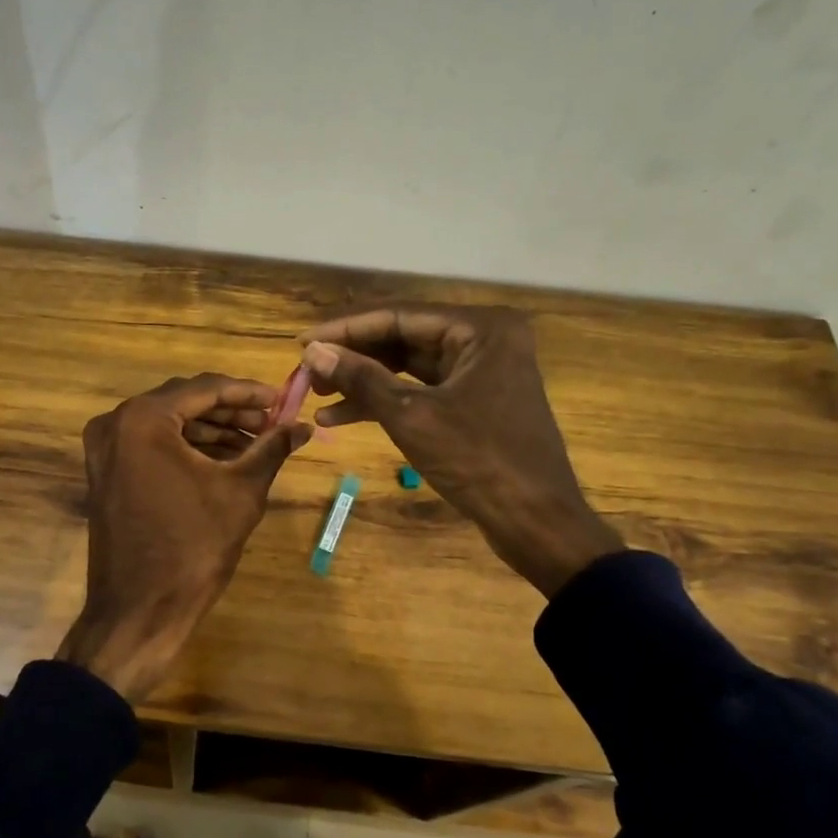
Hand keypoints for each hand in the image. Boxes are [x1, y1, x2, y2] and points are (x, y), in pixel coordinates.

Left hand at [57, 373, 310, 700]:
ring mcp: (105, 450)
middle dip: (231, 411)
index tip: (283, 399)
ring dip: (211, 430)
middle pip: (184, 402)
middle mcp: (115, 423)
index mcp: (144, 419)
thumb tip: (304, 426)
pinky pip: (151, 446)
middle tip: (272, 423)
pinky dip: (186, 449)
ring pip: (168, 424)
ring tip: (256, 443)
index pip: (205, 388)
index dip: (249, 392)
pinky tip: (224, 460)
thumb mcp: (240, 493)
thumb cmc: (192, 548)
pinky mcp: (106, 473)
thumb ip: (271, 450)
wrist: (139, 612)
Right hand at [299, 305, 621, 596]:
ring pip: (406, 367)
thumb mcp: (411, 416)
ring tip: (317, 396)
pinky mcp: (472, 402)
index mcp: (480, 328)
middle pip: (402, 338)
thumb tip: (313, 351)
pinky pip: (419, 391)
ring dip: (362, 382)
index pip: (398, 315)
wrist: (535, 522)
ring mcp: (479, 371)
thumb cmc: (478, 460)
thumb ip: (360, 378)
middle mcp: (483, 339)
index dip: (345, 329)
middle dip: (352, 357)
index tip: (302, 342)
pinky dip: (383, 402)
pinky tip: (340, 418)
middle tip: (308, 373)